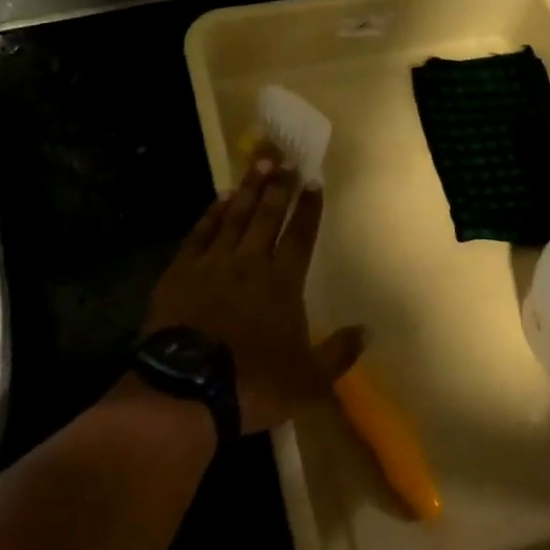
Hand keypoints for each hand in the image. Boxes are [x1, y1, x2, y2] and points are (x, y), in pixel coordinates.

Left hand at [144, 143, 363, 433]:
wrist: (188, 390)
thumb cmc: (254, 385)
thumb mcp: (309, 381)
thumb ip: (339, 353)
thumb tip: (368, 330)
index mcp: (283, 284)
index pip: (300, 236)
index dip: (308, 207)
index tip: (313, 180)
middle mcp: (251, 263)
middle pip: (267, 216)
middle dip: (279, 187)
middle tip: (285, 159)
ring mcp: (213, 263)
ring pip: (234, 217)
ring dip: (248, 189)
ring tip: (258, 164)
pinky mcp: (181, 271)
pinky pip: (200, 233)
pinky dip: (211, 214)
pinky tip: (218, 199)